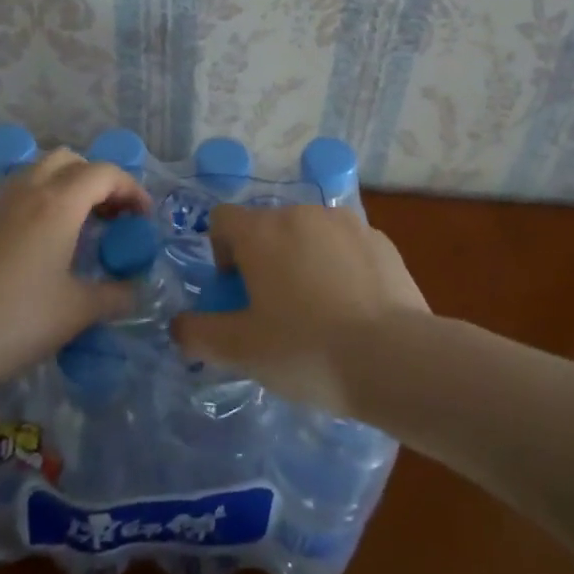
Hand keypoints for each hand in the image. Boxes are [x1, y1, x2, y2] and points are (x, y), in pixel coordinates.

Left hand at [0, 149, 151, 397]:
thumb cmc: (16, 321)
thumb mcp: (76, 312)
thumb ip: (114, 295)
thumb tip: (135, 290)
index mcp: (58, 203)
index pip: (104, 173)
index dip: (132, 189)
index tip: (144, 219)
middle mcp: (28, 191)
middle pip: (69, 160)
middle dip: (98, 180)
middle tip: (112, 216)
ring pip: (39, 172)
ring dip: (67, 186)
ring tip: (80, 227)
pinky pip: (18, 193)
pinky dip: (42, 201)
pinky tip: (44, 243)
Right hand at [170, 204, 429, 415]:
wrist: (395, 359)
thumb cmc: (305, 349)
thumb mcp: (242, 351)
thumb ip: (200, 333)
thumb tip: (178, 327)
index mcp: (262, 231)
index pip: (222, 219)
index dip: (220, 253)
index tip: (237, 293)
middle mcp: (301, 213)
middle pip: (267, 227)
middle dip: (263, 260)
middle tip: (274, 310)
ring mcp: (346, 223)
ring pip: (308, 235)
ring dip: (302, 260)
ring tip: (317, 311)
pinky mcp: (381, 241)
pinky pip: (345, 247)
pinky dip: (339, 267)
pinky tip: (352, 309)